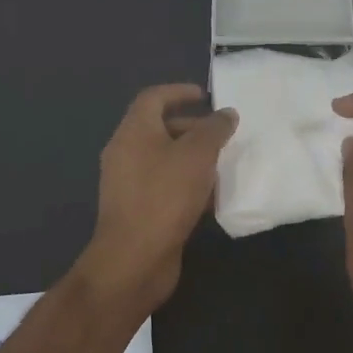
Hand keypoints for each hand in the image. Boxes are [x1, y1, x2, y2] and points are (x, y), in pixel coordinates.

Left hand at [77, 84, 236, 314]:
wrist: (134, 260)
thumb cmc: (165, 196)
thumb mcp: (197, 155)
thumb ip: (214, 130)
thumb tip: (226, 114)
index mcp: (134, 131)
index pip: (153, 98)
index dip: (179, 92)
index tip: (206, 96)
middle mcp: (125, 152)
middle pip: (158, 127)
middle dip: (191, 126)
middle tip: (221, 133)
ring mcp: (128, 183)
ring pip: (163, 158)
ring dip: (191, 157)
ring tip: (221, 163)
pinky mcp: (136, 209)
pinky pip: (163, 184)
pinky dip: (185, 182)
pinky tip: (209, 195)